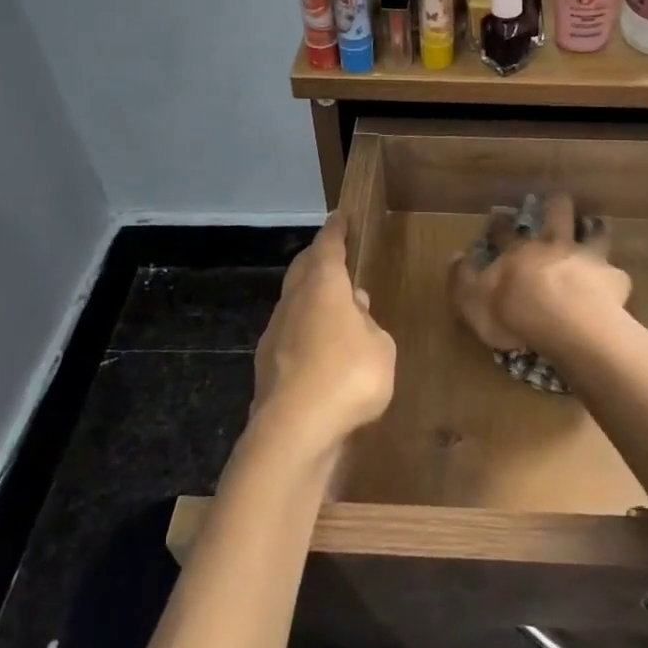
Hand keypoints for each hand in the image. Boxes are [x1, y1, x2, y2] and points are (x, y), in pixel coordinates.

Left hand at [252, 215, 395, 454]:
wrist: (294, 431)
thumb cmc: (348, 376)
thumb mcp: (381, 347)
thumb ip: (369, 324)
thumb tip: (355, 309)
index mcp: (323, 285)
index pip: (328, 246)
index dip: (336, 230)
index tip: (341, 216)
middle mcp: (294, 301)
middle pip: (303, 268)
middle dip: (317, 257)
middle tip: (333, 254)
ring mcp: (275, 333)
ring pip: (294, 303)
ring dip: (312, 298)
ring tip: (334, 307)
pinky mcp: (266, 365)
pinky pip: (290, 335)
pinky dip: (305, 332)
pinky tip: (321, 349)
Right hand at [450, 194, 630, 357]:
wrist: (566, 323)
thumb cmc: (514, 314)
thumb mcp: (472, 301)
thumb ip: (461, 279)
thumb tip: (455, 256)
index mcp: (518, 252)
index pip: (504, 231)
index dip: (500, 223)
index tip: (498, 215)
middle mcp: (553, 246)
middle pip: (556, 214)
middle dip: (555, 205)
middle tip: (556, 201)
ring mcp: (586, 258)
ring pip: (594, 233)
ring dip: (594, 230)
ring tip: (596, 227)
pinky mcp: (612, 278)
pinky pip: (616, 273)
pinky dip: (613, 277)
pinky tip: (614, 282)